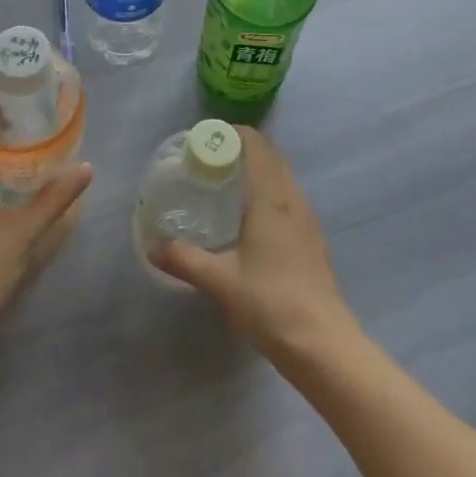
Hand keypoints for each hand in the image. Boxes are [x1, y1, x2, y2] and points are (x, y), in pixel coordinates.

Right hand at [150, 126, 357, 365]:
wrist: (323, 344)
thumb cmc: (270, 303)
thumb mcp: (220, 281)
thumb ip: (185, 259)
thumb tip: (152, 247)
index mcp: (271, 198)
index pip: (257, 145)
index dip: (234, 133)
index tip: (207, 137)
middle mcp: (292, 198)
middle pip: (271, 155)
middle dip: (244, 147)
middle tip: (211, 157)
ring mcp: (307, 217)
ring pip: (283, 175)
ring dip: (259, 166)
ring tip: (227, 180)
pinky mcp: (312, 237)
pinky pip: (289, 195)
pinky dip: (269, 188)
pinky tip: (250, 214)